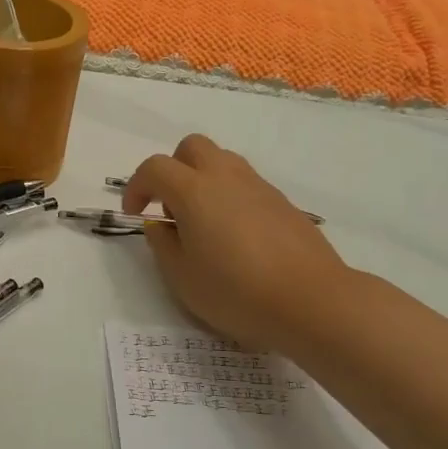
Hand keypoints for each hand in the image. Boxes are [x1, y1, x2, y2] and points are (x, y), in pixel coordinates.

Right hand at [124, 135, 349, 353]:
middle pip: (191, 148)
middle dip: (173, 170)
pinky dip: (229, 197)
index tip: (135, 214)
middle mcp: (226, 177)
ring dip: (203, 181)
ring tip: (203, 224)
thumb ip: (163, 245)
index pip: (154, 168)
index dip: (137, 187)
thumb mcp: (182, 278)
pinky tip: (236, 237)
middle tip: (171, 209)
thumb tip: (160, 225)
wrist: (312, 301)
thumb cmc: (237, 292)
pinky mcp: (283, 203)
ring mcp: (259, 187)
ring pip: (222, 162)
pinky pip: (246, 184)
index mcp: (194, 191)